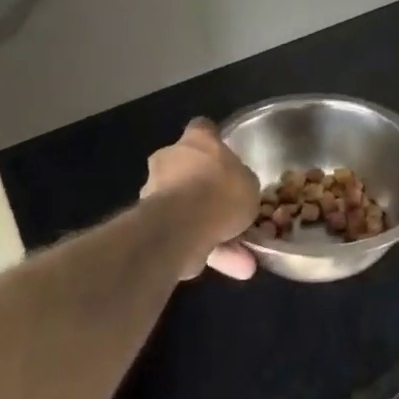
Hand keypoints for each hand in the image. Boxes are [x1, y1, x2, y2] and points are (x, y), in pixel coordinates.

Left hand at [142, 120, 259, 279]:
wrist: (182, 225)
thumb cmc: (221, 191)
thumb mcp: (248, 183)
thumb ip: (240, 183)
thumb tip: (236, 189)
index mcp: (196, 140)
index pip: (204, 129)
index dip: (215, 142)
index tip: (226, 157)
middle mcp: (169, 159)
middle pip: (189, 170)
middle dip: (206, 191)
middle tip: (231, 213)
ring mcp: (155, 192)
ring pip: (187, 209)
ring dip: (211, 230)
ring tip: (241, 258)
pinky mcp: (150, 223)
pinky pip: (184, 234)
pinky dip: (205, 250)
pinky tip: (231, 269)